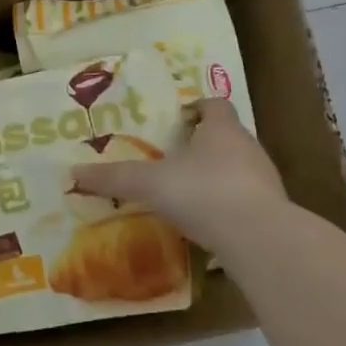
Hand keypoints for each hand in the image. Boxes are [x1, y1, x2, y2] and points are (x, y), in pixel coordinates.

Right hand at [70, 98, 293, 265]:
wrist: (260, 240)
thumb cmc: (204, 193)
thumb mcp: (150, 184)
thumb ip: (115, 178)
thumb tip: (73, 173)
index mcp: (222, 130)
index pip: (215, 105)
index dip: (197, 108)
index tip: (177, 119)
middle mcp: (248, 148)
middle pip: (226, 136)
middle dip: (202, 144)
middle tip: (172, 156)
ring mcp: (265, 182)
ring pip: (238, 169)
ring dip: (216, 176)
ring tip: (186, 192)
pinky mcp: (272, 213)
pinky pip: (245, 202)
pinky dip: (226, 207)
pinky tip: (206, 224)